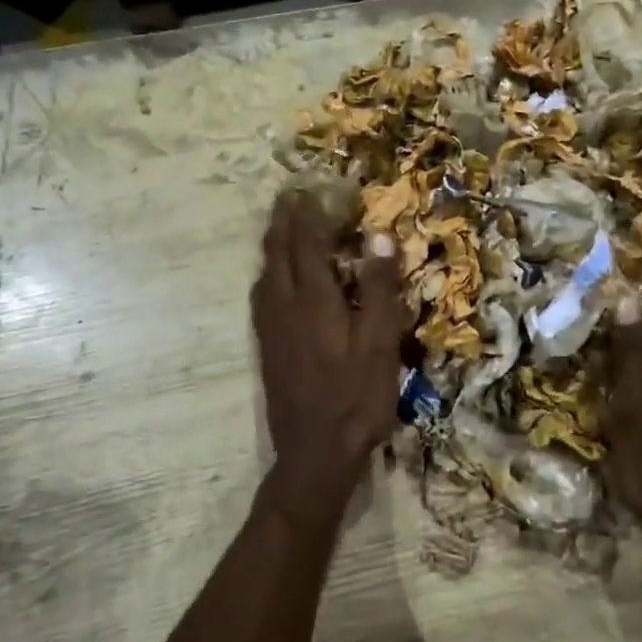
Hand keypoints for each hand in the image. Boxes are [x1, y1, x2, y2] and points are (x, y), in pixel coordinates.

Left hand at [252, 190, 407, 513]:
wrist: (315, 454)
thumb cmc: (356, 398)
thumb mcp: (380, 343)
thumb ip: (379, 289)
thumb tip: (378, 236)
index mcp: (313, 301)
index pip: (306, 243)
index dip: (309, 213)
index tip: (312, 187)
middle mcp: (284, 307)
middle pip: (277, 252)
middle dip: (283, 220)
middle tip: (289, 195)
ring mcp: (271, 329)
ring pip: (265, 273)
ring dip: (273, 244)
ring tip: (281, 226)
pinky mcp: (267, 348)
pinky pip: (261, 296)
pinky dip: (268, 272)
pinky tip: (274, 279)